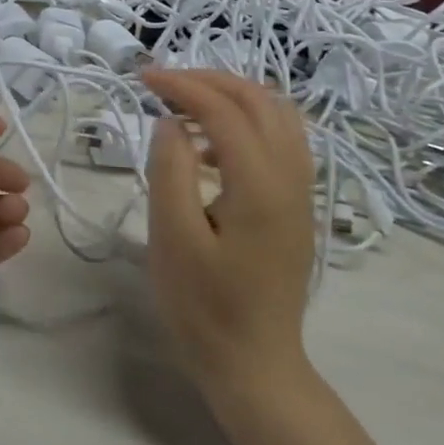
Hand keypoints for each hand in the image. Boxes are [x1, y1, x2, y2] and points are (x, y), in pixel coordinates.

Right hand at [142, 69, 318, 415]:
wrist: (255, 365)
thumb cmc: (204, 306)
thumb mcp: (172, 238)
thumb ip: (170, 171)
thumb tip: (171, 122)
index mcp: (260, 184)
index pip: (224, 110)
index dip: (183, 85)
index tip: (142, 78)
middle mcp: (291, 178)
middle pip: (260, 100)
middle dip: (210, 80)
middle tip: (163, 83)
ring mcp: (301, 192)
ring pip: (278, 116)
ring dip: (232, 96)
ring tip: (185, 104)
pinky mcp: (297, 206)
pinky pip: (281, 140)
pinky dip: (246, 122)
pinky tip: (208, 146)